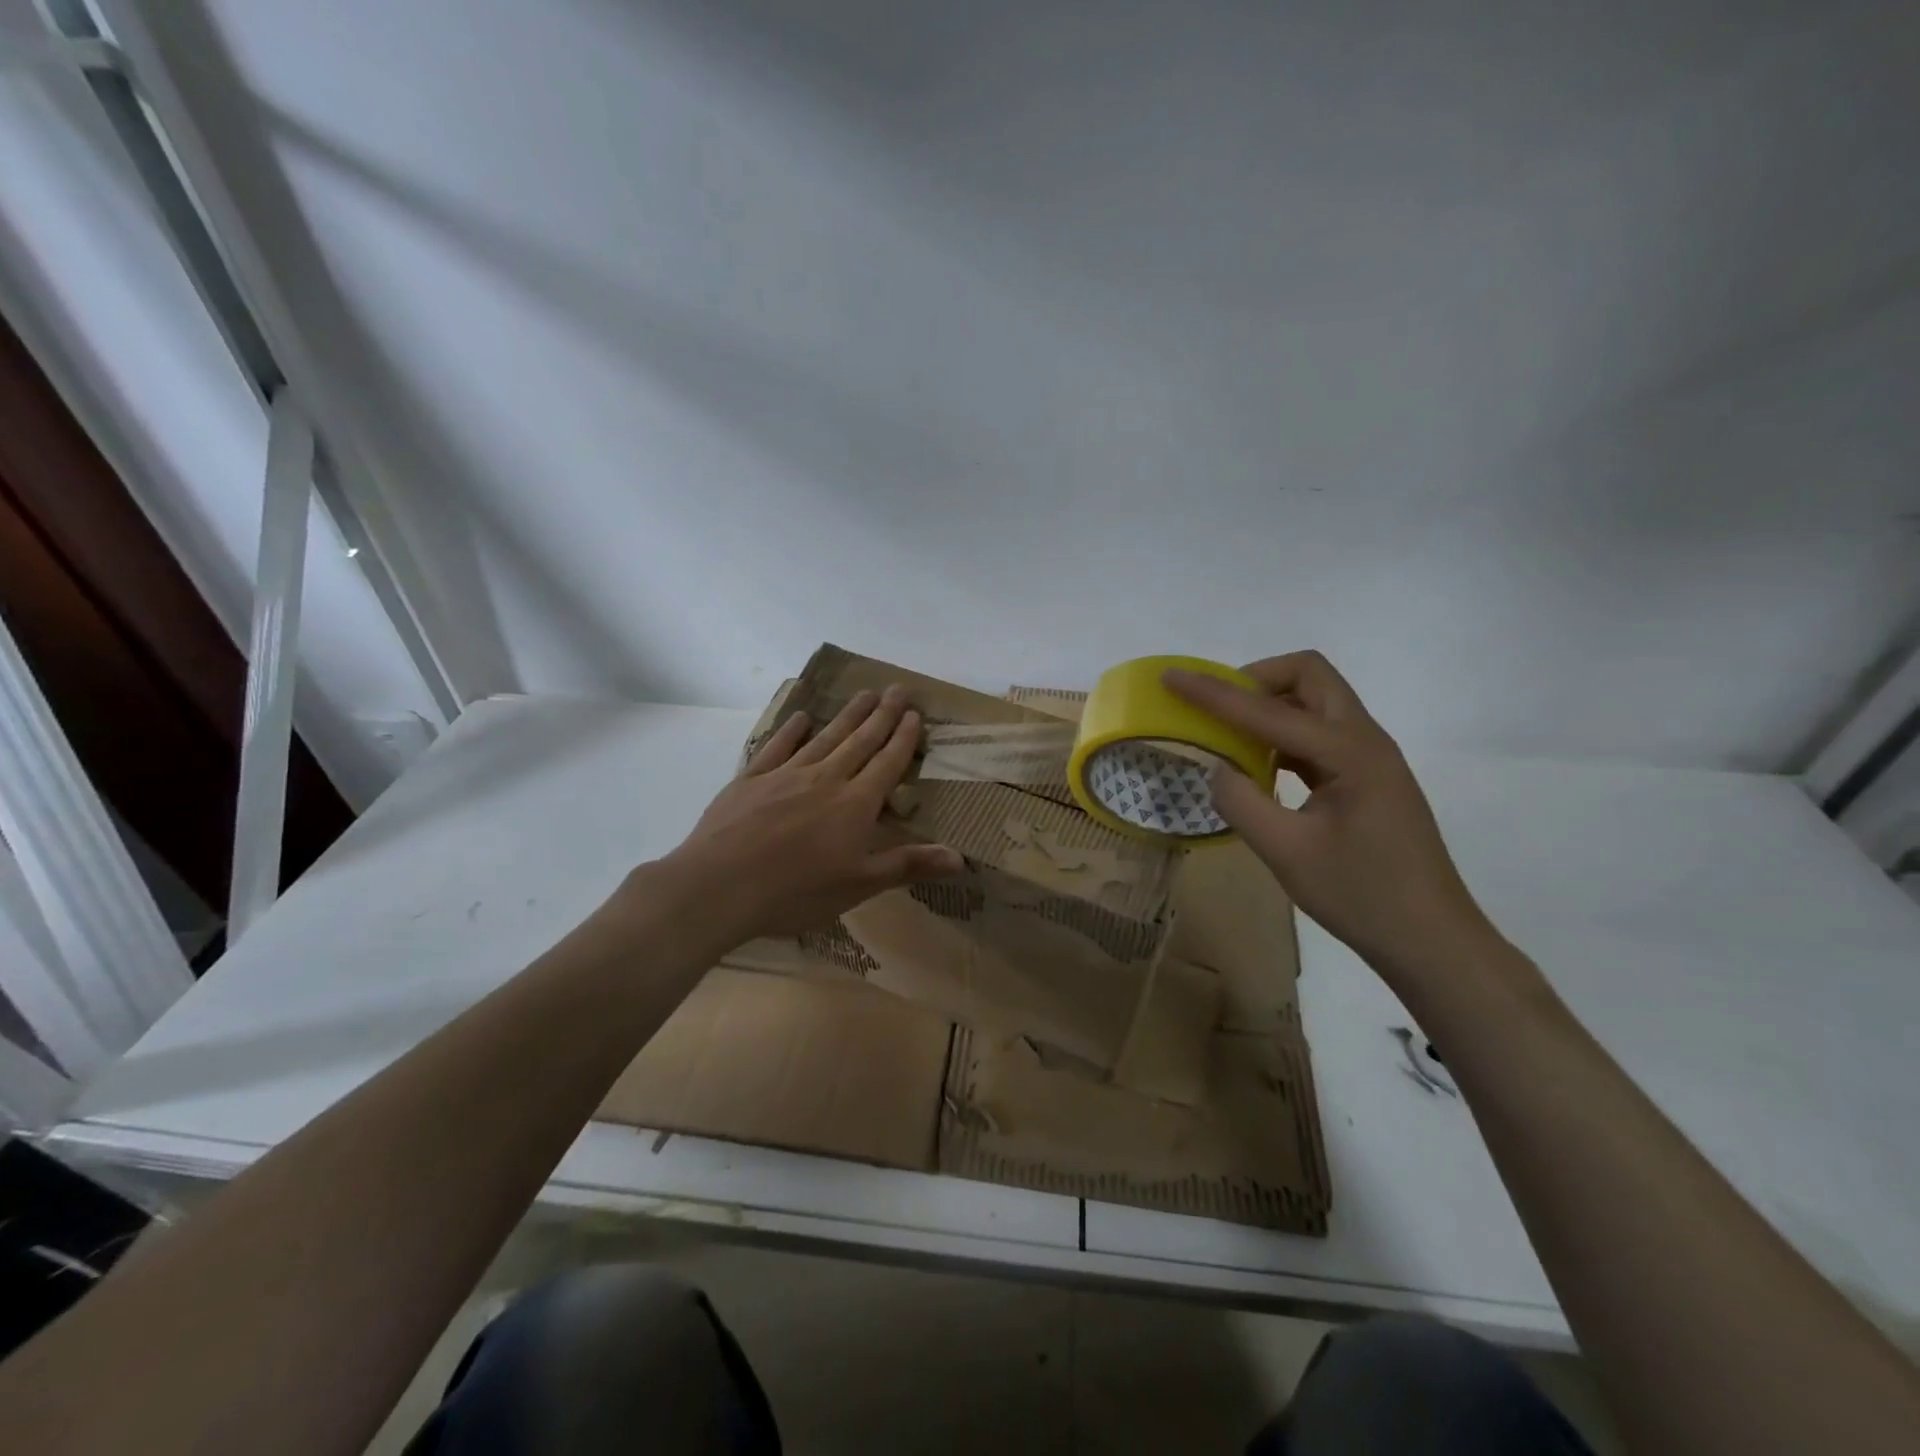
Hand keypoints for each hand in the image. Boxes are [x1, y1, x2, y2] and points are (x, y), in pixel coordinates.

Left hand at [661, 686, 963, 943]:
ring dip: (847, 716)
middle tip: (897, 688)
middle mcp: (826, 779)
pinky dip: (791, 731)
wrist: (719, 886)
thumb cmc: (796, 891)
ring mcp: (786, 775)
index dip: (903, 738)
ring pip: (825, 737)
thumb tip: (961, 857)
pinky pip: (777, 747)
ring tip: (864, 694)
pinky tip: (801, 718)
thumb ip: (908, 864)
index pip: (887, 763)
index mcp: (855, 804)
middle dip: (882, 715)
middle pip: (860, 741)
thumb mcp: (859, 885)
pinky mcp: (751, 779)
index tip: (914, 714)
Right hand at [1164, 652, 1494, 981]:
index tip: (1171, 678)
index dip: (1215, 692)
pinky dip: (1283, 735)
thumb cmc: (1362, 896)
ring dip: (1270, 705)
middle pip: (1310, 676)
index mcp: (1350, 753)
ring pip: (1317, 701)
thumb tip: (1217, 769)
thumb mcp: (1288, 853)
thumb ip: (1242, 803)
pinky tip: (1259, 766)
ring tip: (1229, 737)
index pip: (1269, 710)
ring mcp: (1370, 758)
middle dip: (1256, 679)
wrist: (1431, 940)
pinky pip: (1319, 733)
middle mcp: (1365, 741)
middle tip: (1216, 708)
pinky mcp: (1367, 778)